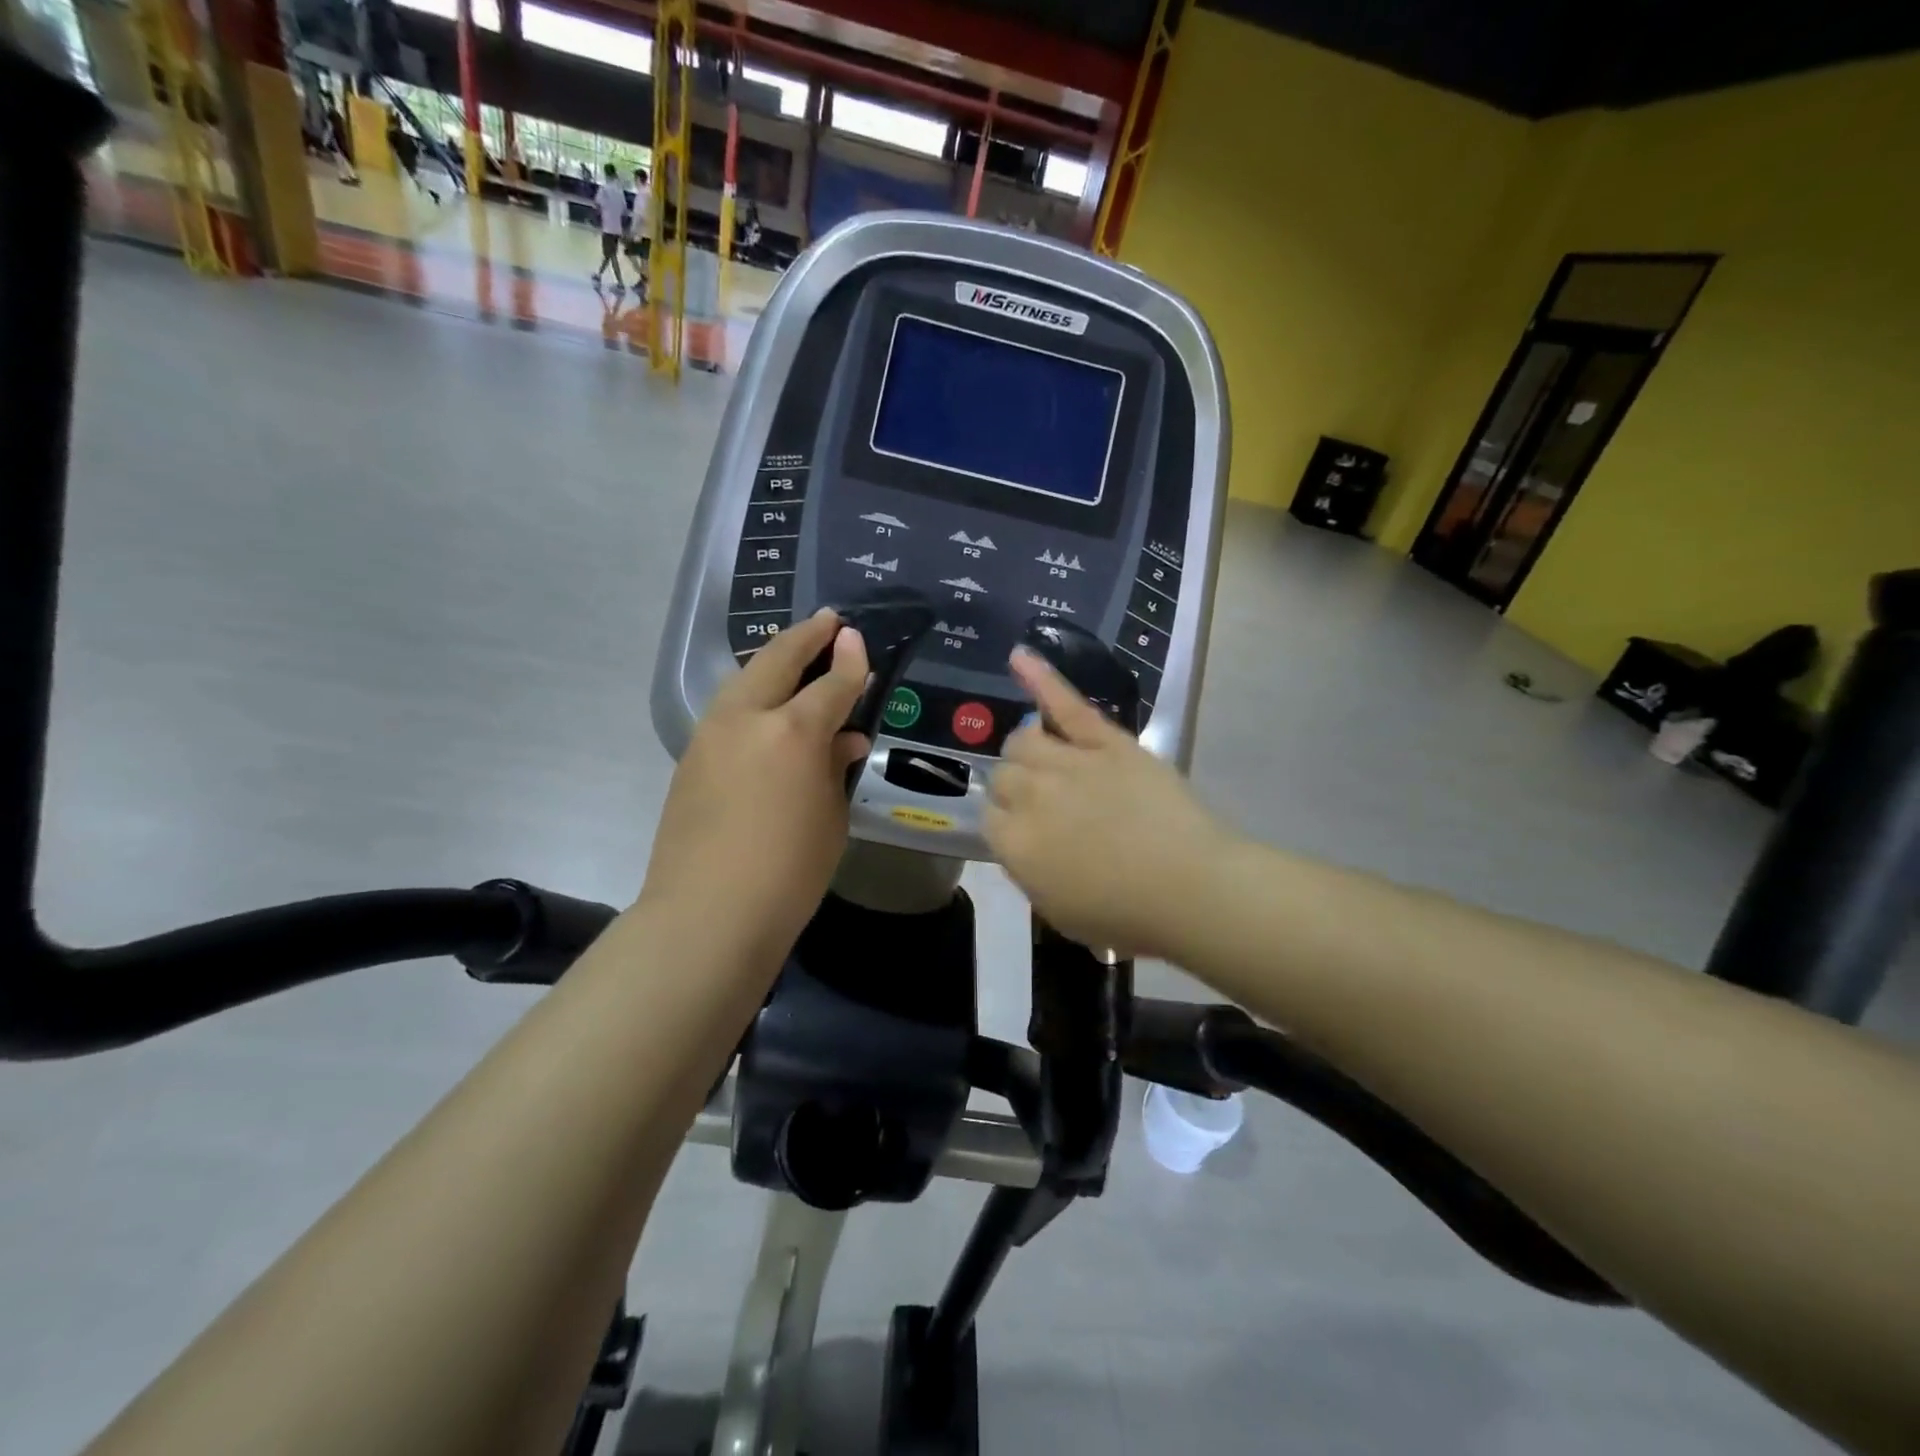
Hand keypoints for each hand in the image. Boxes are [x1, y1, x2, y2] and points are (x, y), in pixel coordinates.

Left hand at [640, 609, 869, 971]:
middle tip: (828, 622)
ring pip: (745, 678)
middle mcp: (747, 718)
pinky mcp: (690, 756)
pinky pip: (728, 709)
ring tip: (796, 656)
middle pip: (777, 660)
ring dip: (773, 661)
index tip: (857, 637)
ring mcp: (711, 734)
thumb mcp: (830, 818)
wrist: (706, 914)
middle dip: (806, 636)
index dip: (850, 660)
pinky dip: (753, 695)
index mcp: (792, 732)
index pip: (831, 684)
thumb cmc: (788, 873)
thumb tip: (842, 738)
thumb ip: (835, 767)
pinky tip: (766, 707)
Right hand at [984, 648, 1236, 959]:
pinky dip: (1040, 677)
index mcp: (1014, 845)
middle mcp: (1029, 796)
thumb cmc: (1128, 916)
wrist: (1191, 888)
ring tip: (1047, 761)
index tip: (1032, 836)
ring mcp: (1066, 763)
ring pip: (1023, 740)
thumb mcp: (1060, 912)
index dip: (1010, 826)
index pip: (990, 818)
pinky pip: (1065, 704)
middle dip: (1018, 790)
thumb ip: (1030, 873)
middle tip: (1049, 807)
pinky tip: (1019, 656)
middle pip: (1003, 776)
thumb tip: (1023, 844)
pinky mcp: (1105, 741)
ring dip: (1028, 751)